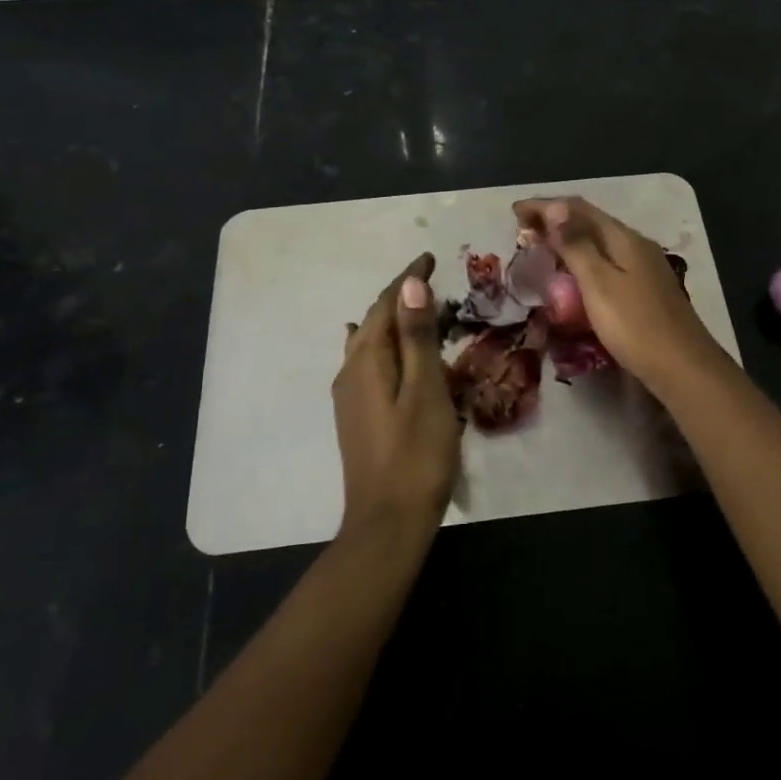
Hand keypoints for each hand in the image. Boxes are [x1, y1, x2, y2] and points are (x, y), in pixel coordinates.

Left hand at [332, 254, 463, 535]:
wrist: (388, 522)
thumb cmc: (416, 454)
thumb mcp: (425, 390)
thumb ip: (417, 337)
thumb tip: (410, 284)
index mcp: (366, 361)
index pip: (385, 305)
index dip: (407, 278)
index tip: (429, 257)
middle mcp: (350, 372)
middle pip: (373, 322)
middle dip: (399, 297)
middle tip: (431, 282)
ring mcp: (349, 397)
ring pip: (368, 344)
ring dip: (391, 322)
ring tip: (415, 310)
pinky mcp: (356, 417)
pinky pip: (367, 364)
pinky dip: (384, 347)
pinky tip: (386, 352)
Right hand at [512, 196, 722, 395]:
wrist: (682, 367)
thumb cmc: (635, 325)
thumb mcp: (598, 284)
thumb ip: (576, 245)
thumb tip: (555, 208)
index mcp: (624, 238)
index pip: (579, 209)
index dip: (545, 206)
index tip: (514, 212)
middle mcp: (636, 245)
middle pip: (590, 222)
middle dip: (556, 221)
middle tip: (523, 230)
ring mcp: (644, 267)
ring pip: (599, 243)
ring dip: (569, 241)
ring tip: (542, 249)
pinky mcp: (644, 289)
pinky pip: (606, 263)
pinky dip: (583, 261)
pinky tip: (573, 276)